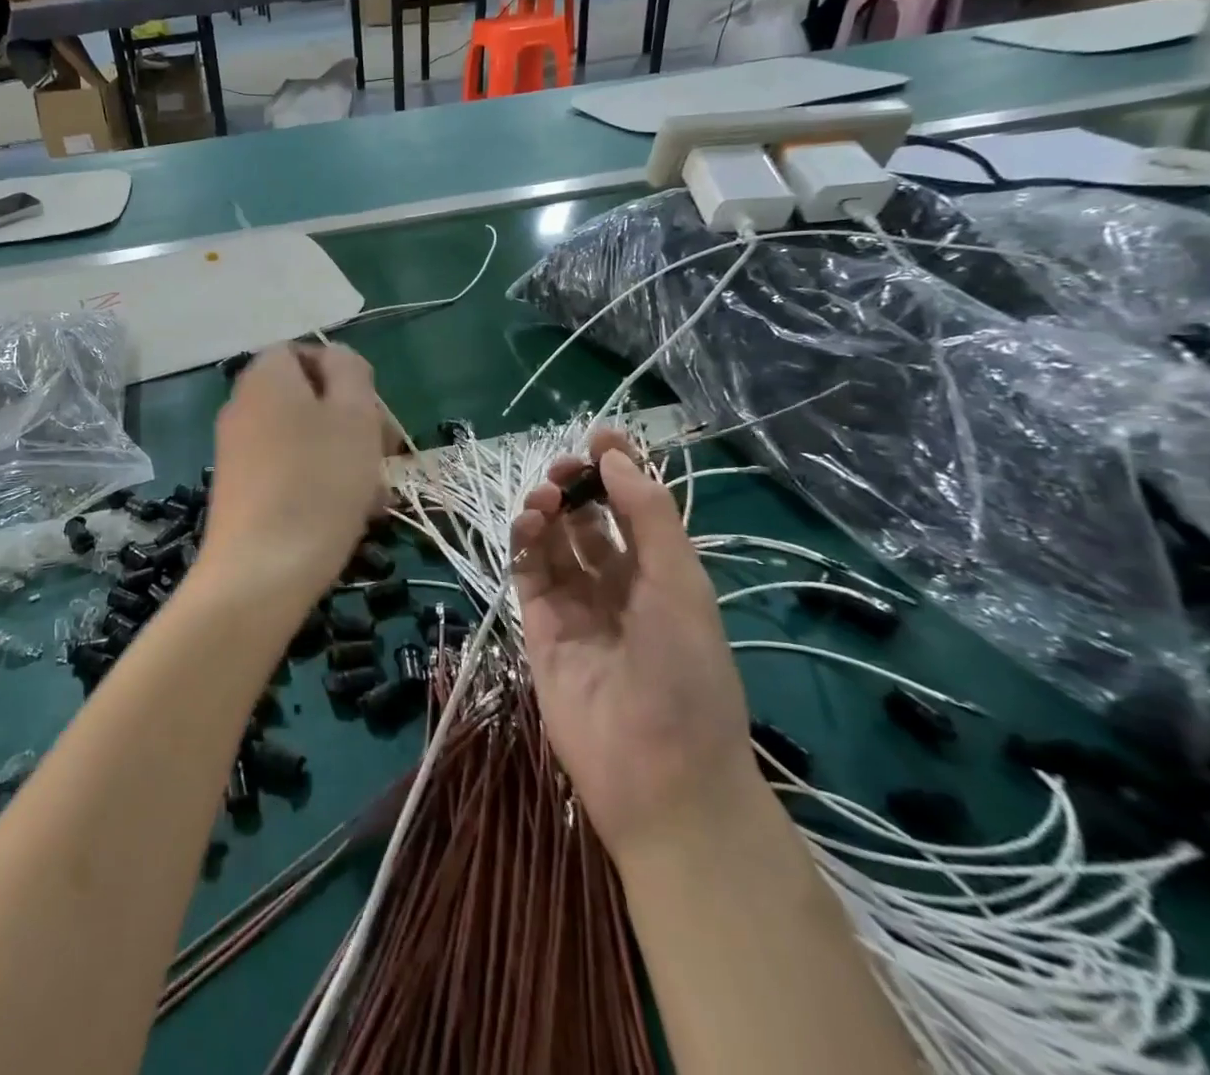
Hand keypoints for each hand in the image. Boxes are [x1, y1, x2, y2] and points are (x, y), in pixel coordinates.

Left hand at [200, 345, 389, 605]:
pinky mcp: (241, 490)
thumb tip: (337, 360)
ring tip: (375, 498)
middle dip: (354, 423)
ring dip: (346, 459)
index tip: (374, 412)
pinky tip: (349, 516)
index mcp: (266, 377)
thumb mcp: (353, 414)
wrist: (260, 572)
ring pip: (306, 439)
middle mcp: (244, 406)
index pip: (305, 351)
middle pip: (309, 398)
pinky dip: (321, 484)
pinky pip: (290, 471)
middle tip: (386, 456)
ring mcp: (238, 451)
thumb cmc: (318, 483)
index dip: (346, 375)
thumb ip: (350, 371)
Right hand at [510, 427, 756, 850]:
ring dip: (547, 510)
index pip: (633, 507)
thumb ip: (647, 518)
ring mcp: (576, 605)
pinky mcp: (540, 626)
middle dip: (576, 486)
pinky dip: (524, 543)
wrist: (658, 775)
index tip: (598, 434)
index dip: (618, 469)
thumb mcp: (680, 587)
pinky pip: (528, 572)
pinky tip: (528, 525)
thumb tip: (614, 455)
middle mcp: (617, 583)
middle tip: (563, 470)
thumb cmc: (686, 675)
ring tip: (544, 500)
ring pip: (554, 541)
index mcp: (661, 574)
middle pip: (589, 519)